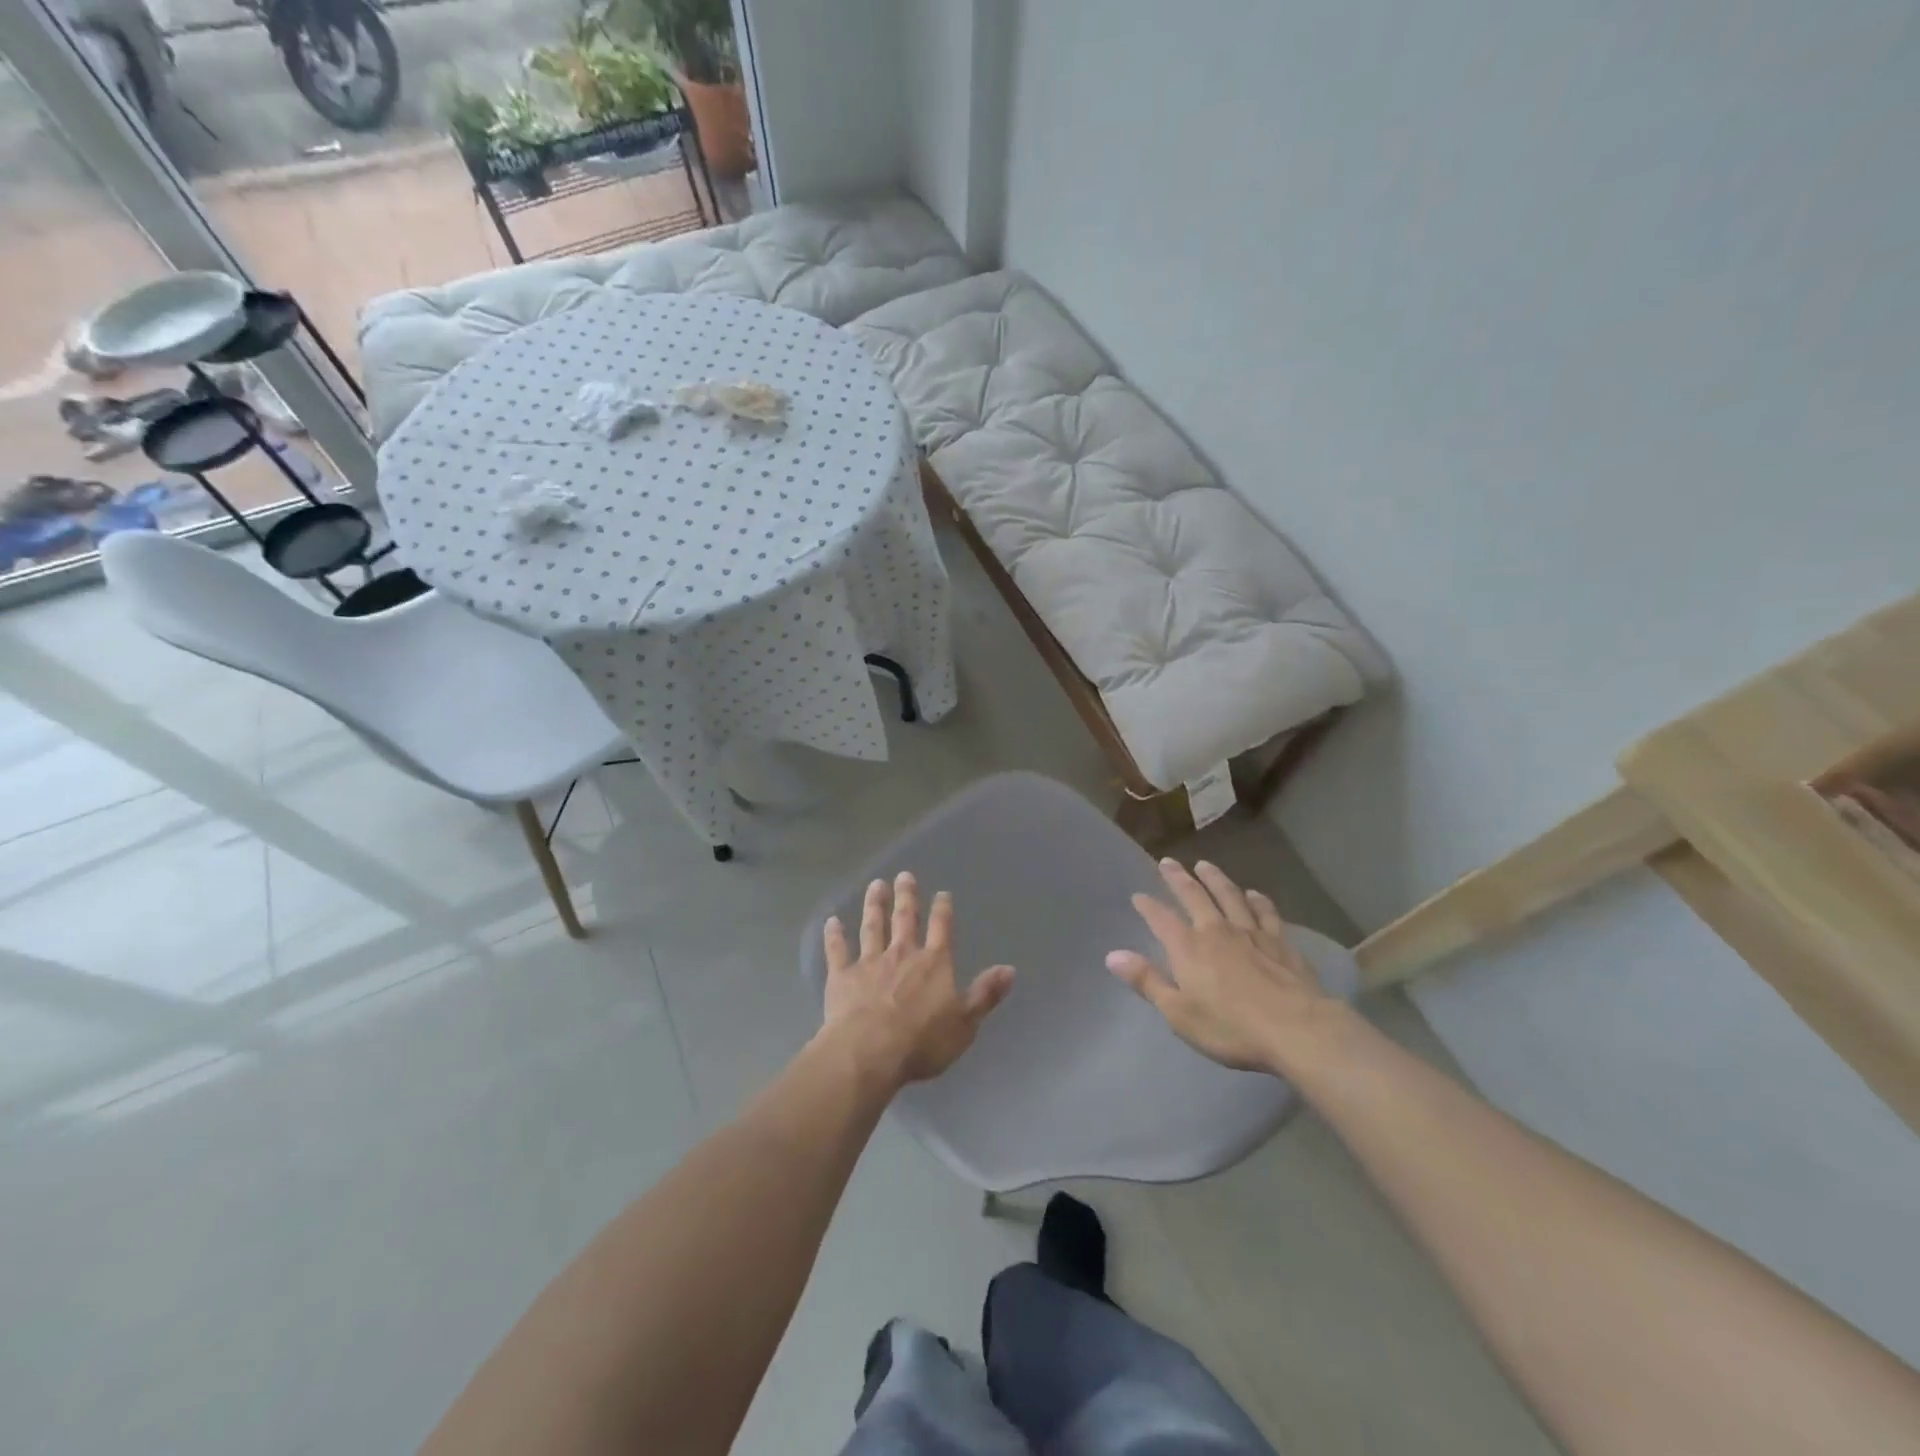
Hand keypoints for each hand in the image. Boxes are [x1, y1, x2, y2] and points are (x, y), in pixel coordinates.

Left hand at [820, 872, 1014, 1089]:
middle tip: (904, 875)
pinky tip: (832, 921)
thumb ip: (985, 994)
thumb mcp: (965, 1022)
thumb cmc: (922, 1041)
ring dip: (874, 905)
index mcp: (933, 963)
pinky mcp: (842, 976)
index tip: (942, 893)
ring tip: (875, 885)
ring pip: (872, 927)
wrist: (870, 1052)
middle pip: (905, 919)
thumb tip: (1009, 969)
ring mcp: (870, 962)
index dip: (943, 910)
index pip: (941, 929)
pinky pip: (838, 950)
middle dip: (906, 896)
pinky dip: (834, 935)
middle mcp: (902, 954)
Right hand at [1106, 859, 1337, 1072]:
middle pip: (1194, 896)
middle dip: (1178, 878)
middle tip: (1168, 861)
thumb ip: (1147, 981)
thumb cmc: (1231, 1027)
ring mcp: (1251, 933)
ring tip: (1205, 865)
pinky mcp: (1280, 943)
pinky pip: (1266, 913)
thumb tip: (1112, 955)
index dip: (1148, 906)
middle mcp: (1216, 931)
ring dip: (1215, 879)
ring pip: (1230, 896)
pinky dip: (1257, 900)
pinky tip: (1254, 894)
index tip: (1138, 895)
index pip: (1161, 919)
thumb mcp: (1179, 1013)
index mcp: (1188, 948)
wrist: (1297, 1030)